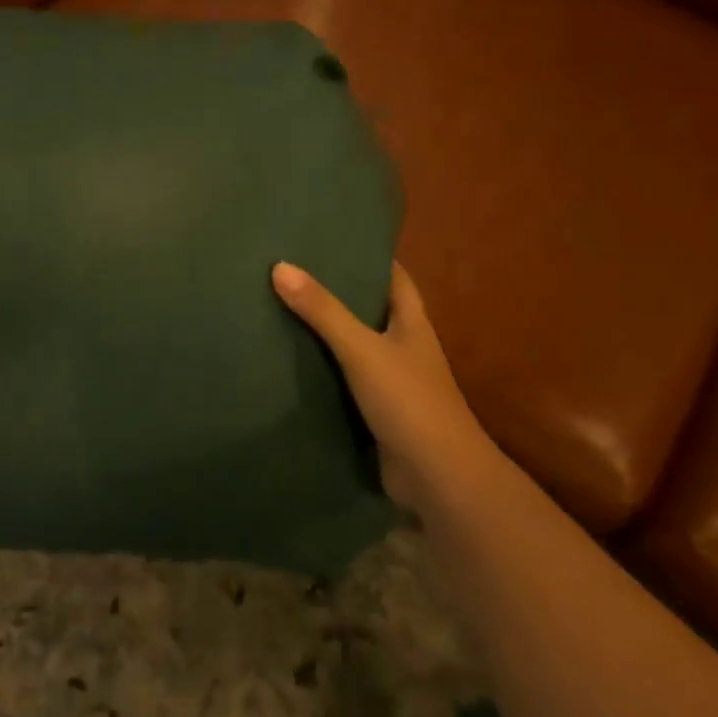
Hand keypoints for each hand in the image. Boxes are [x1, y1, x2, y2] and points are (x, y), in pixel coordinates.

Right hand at [272, 259, 486, 511]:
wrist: (437, 477)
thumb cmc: (408, 401)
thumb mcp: (362, 349)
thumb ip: (323, 311)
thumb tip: (280, 267)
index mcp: (411, 323)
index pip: (393, 277)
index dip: (369, 256)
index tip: (332, 239)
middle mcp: (404, 347)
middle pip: (370, 310)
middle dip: (338, 294)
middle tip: (292, 273)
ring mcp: (391, 382)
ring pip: (354, 347)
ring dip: (326, 334)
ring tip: (281, 310)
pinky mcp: (376, 412)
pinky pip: (344, 382)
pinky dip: (322, 371)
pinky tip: (290, 364)